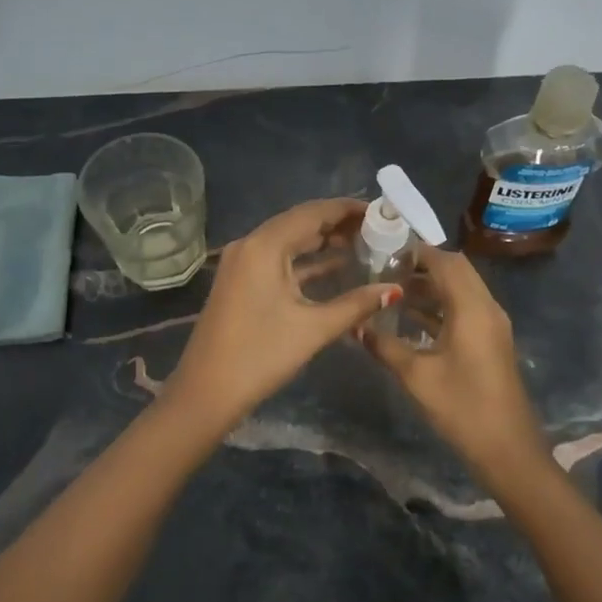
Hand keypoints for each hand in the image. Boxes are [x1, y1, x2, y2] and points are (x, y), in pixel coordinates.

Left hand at [165, 199, 401, 430]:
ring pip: (289, 241)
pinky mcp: (241, 282)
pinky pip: (278, 259)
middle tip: (378, 227)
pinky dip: (306, 261)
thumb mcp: (313, 328)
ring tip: (364, 243)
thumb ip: (356, 304)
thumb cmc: (260, 355)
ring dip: (323, 242)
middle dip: (338, 224)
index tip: (381, 210)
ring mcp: (242, 263)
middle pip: (300, 222)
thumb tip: (395, 289)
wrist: (206, 392)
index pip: (312, 212)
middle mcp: (250, 245)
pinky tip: (335, 267)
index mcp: (264, 246)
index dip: (347, 209)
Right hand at [361, 247, 546, 484]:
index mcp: (472, 308)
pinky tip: (411, 320)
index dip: (416, 253)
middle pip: (456, 270)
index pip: (445, 262)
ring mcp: (492, 325)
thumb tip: (356, 325)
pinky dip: (441, 306)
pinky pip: (465, 309)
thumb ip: (384, 345)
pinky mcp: (491, 341)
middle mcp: (487, 307)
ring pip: (462, 290)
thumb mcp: (416, 376)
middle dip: (423, 266)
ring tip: (393, 293)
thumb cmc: (462, 407)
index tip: (384, 254)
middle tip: (387, 272)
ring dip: (432, 287)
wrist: (507, 449)